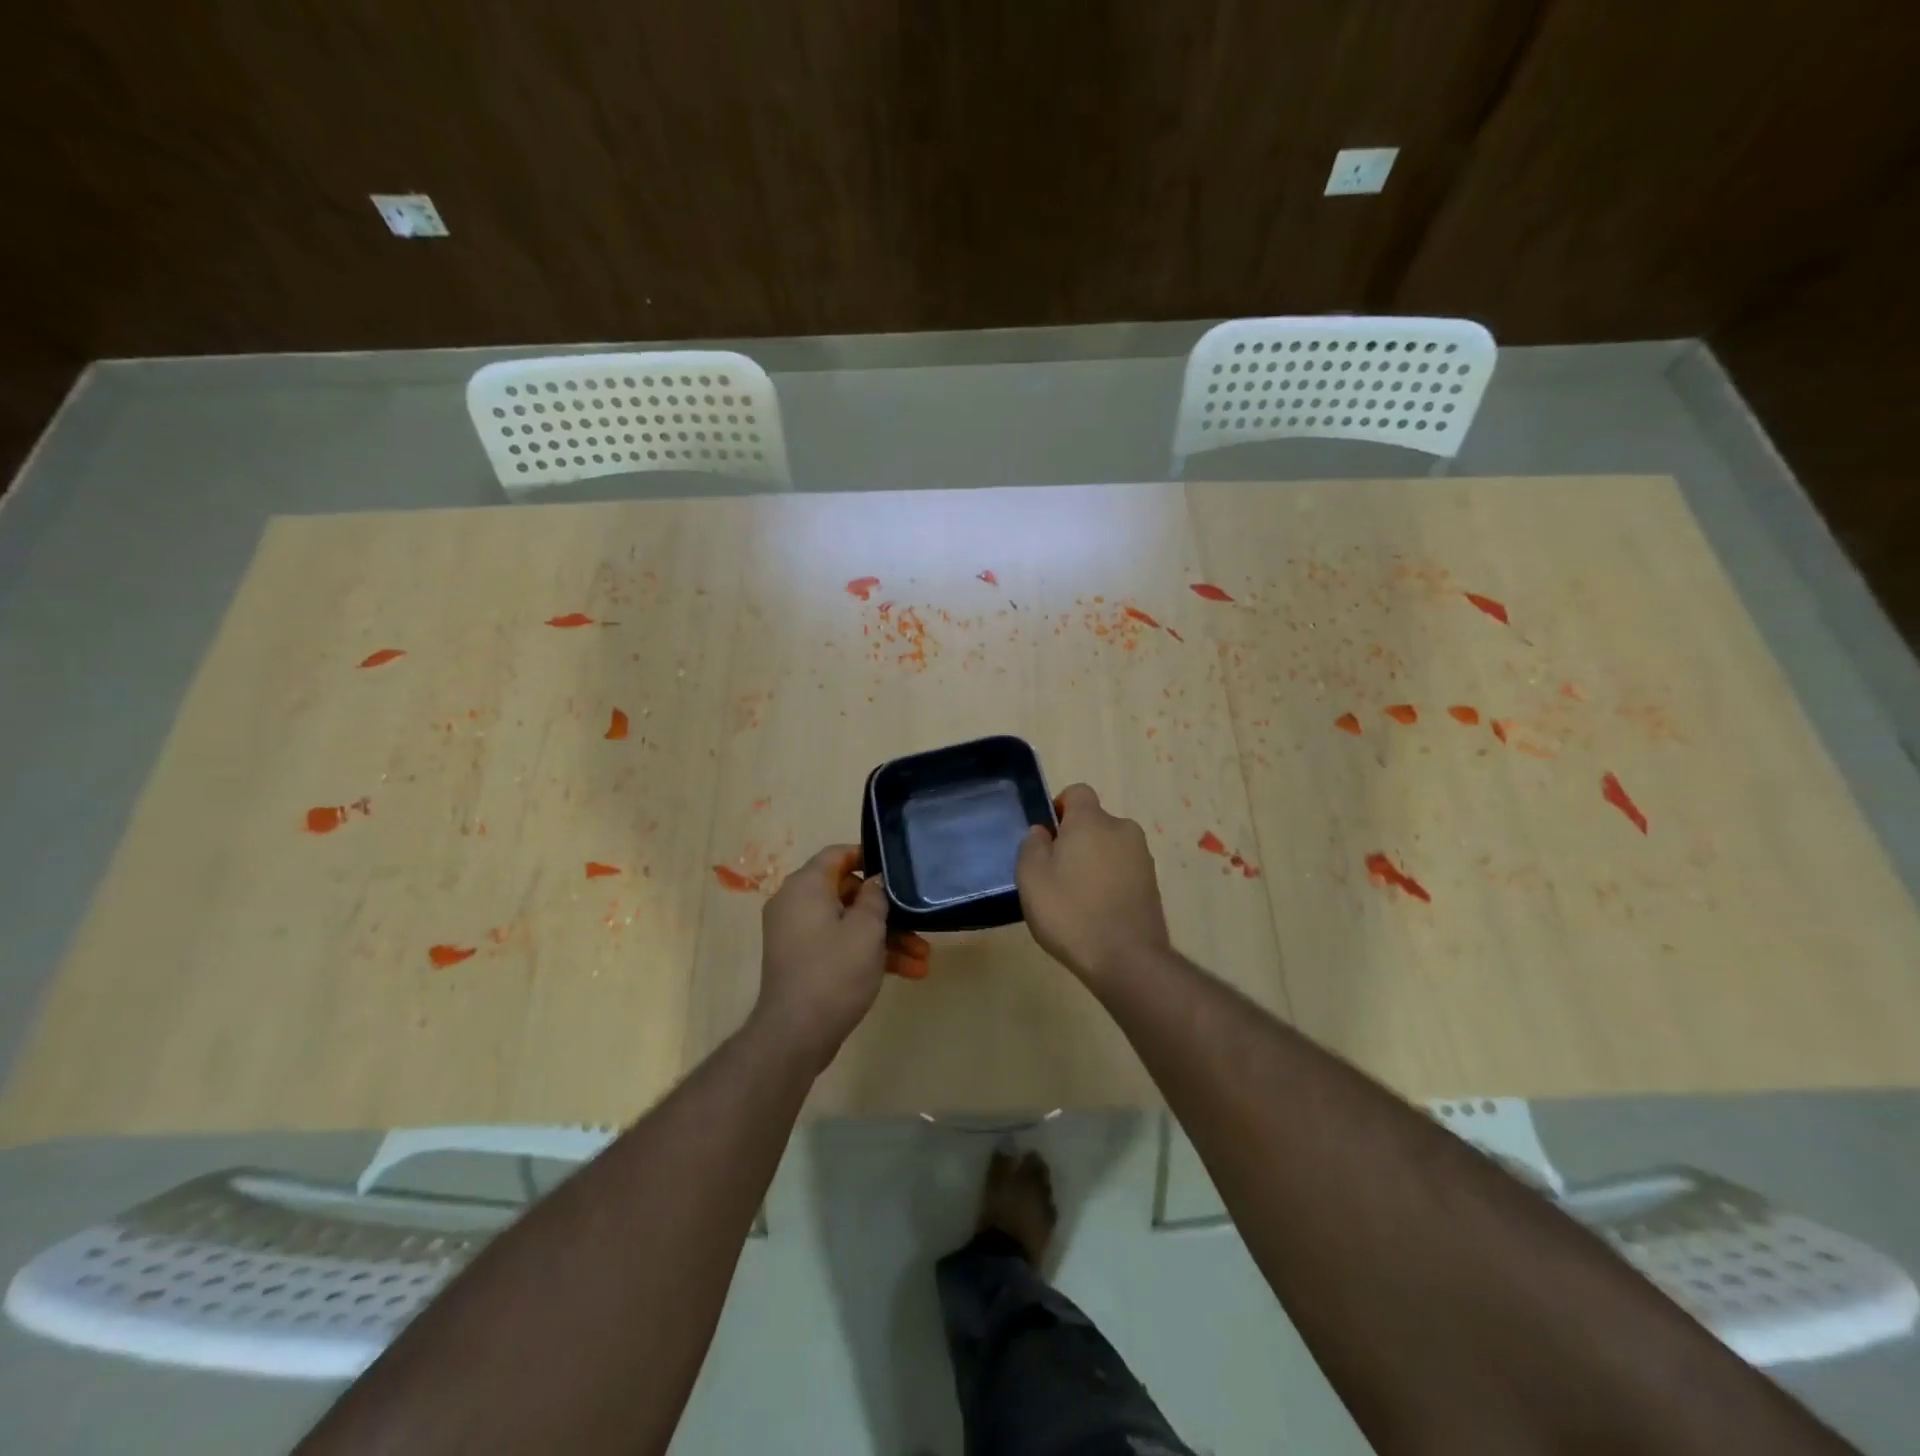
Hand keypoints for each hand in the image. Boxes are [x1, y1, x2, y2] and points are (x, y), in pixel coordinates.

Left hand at [752, 844, 931, 1068]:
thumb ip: (875, 897)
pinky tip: (907, 973)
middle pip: (848, 893)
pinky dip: (868, 955)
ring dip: (886, 939)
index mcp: (805, 887)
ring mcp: (798, 935)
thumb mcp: (866, 929)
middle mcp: (796, 904)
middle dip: (887, 910)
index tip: (897, 868)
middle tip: (918, 924)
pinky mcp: (804, 962)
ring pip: (848, 924)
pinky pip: (839, 946)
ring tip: (923, 959)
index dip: (868, 856)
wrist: (795, 1035)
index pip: (837, 854)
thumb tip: (874, 882)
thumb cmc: (834, 971)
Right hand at [1015, 784, 1170, 981]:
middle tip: (1055, 874)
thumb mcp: (1031, 877)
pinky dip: (1109, 882)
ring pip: (1109, 848)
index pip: (1077, 792)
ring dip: (1093, 863)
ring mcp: (1142, 857)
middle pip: (1093, 823)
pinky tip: (1096, 912)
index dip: (1059, 809)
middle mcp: (1123, 829)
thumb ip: (1032, 845)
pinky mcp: (1153, 884)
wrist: (1126, 959)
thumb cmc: (1070, 912)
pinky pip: (1123, 870)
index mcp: (1092, 820)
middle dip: (1075, 840)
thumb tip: (1043, 832)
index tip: (1047, 839)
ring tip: (1076, 898)